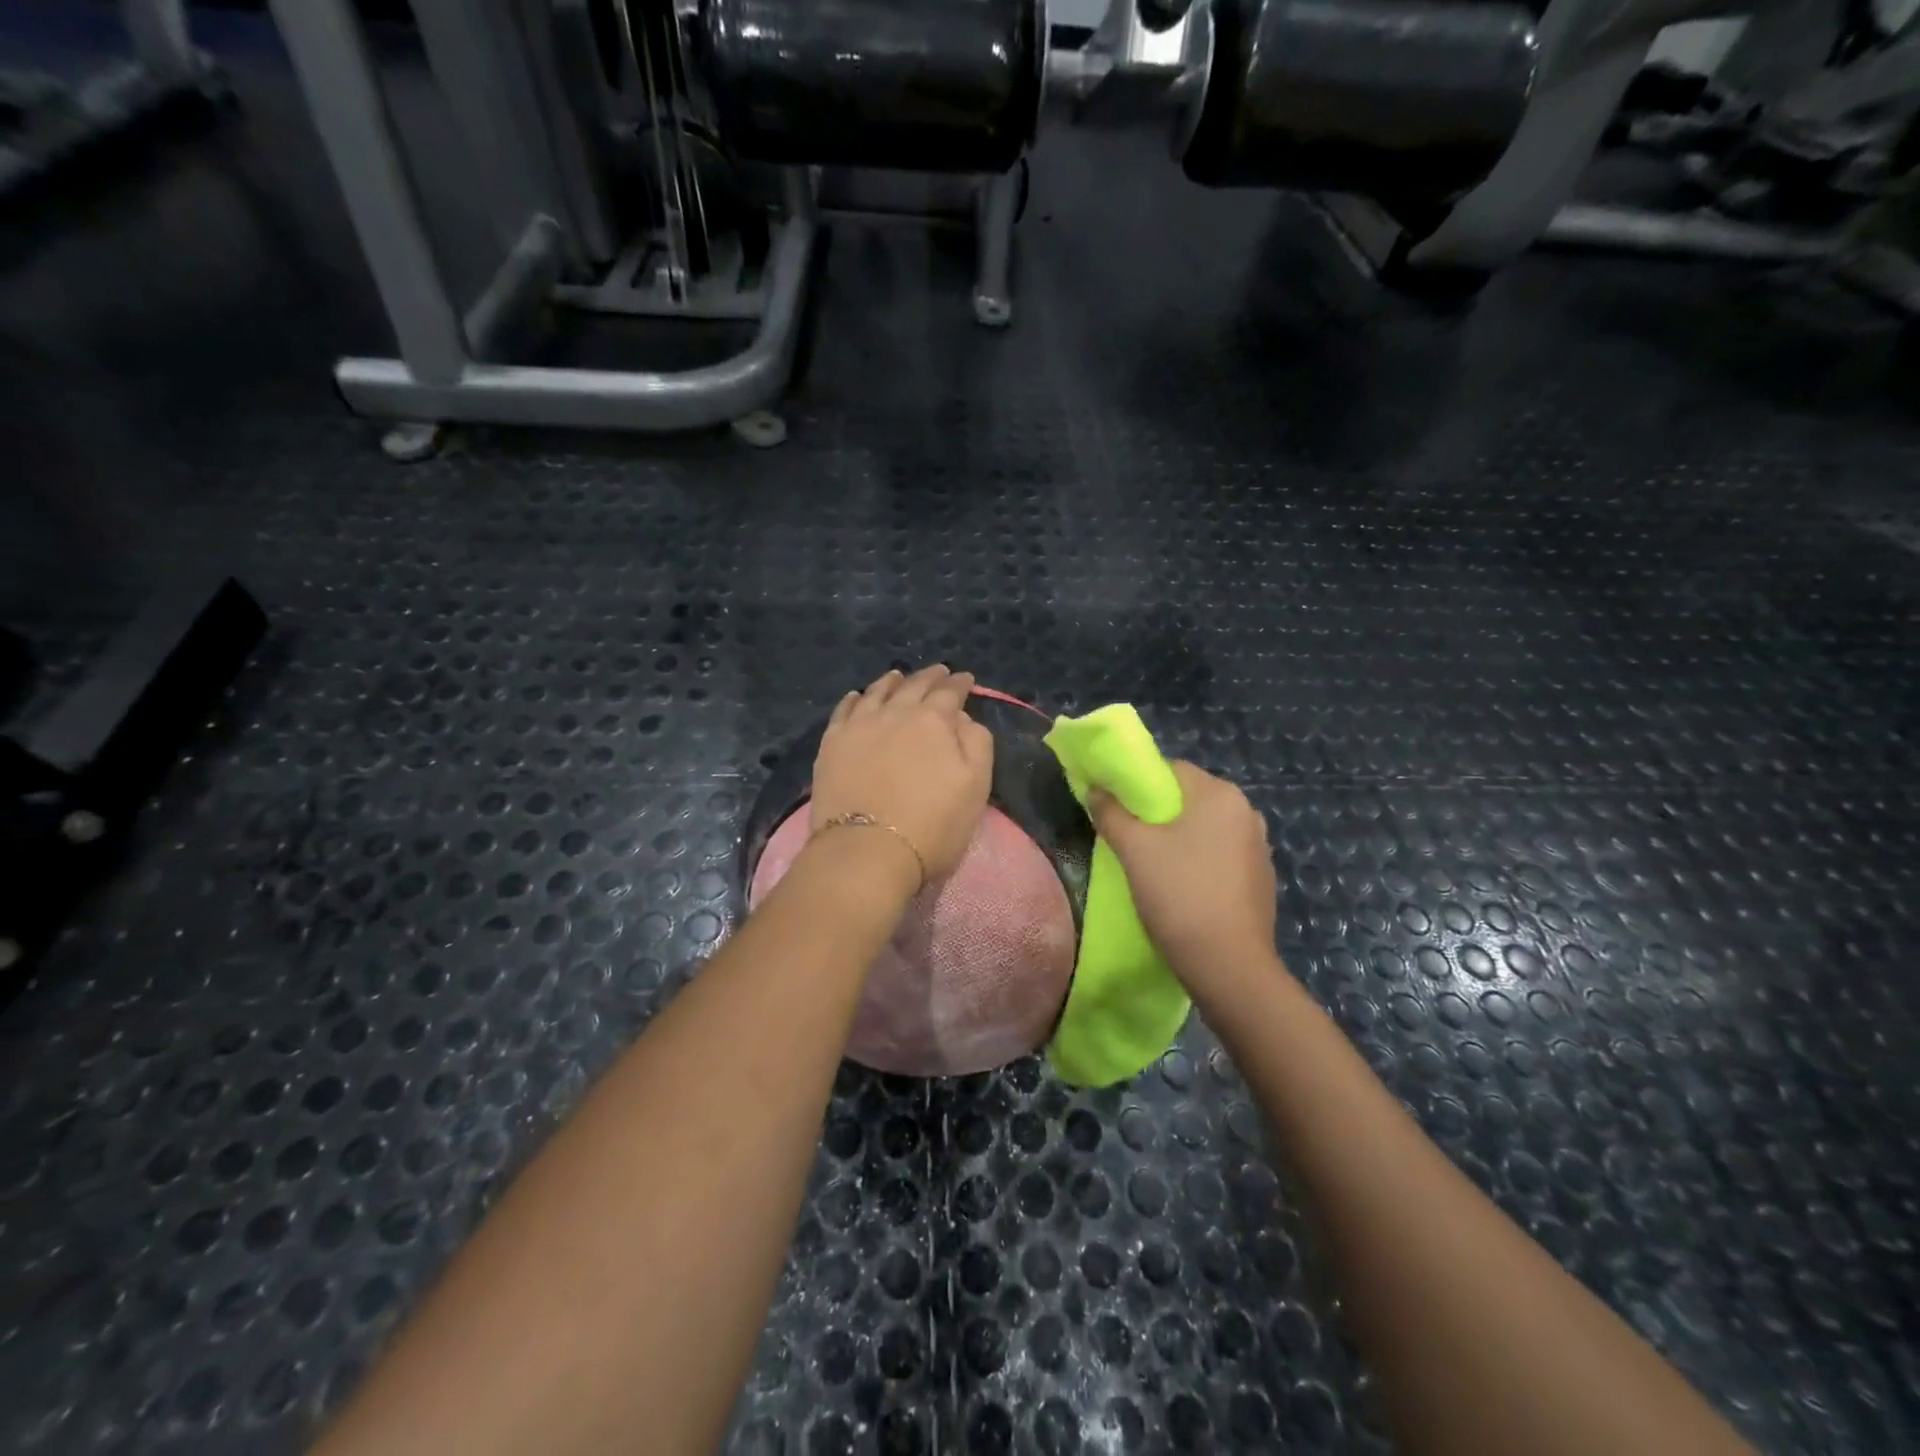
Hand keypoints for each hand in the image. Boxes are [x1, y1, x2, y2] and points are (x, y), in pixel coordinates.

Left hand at [811, 666, 994, 890]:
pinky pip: (844, 710)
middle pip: (914, 686)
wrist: (866, 851)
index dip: (960, 684)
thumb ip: (977, 743)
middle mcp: (896, 712)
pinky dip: (854, 699)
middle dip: (930, 677)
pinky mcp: (832, 743)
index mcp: (934, 720)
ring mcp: (859, 725)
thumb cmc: (932, 826)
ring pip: (877, 692)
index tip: (966, 679)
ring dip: (892, 682)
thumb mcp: (976, 787)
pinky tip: (857, 697)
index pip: (950, 692)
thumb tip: (961, 717)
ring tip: (897, 676)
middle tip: (939, 672)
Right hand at [1088, 761, 1277, 987]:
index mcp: (1220, 795)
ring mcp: (1259, 847)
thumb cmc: (1179, 894)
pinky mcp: (1261, 879)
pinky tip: (1182, 888)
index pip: (1171, 769)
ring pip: (1206, 829)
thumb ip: (1111, 813)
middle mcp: (1247, 812)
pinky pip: (1221, 856)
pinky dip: (1199, 862)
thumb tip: (1096, 790)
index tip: (1116, 807)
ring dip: (1179, 839)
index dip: (1138, 783)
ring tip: (1151, 866)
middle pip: (1189, 799)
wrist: (1229, 966)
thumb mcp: (1134, 850)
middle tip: (1128, 838)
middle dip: (1157, 813)